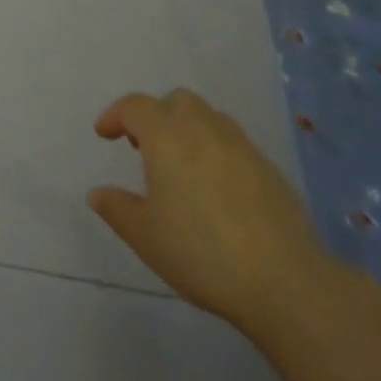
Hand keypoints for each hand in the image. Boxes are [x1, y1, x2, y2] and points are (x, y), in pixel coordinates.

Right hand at [87, 88, 328, 331]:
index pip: (134, 107)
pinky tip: (215, 188)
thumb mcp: (146, 236)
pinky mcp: (267, 166)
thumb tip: (97, 193)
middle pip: (174, 102)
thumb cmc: (202, 251)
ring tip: (179, 165)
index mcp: (166, 135)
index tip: (104, 134)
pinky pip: (231, 142)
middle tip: (143, 147)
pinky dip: (214, 150)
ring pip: (206, 117)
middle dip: (155, 116)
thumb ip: (117, 209)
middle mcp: (202, 126)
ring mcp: (239, 143)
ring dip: (186, 129)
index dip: (115, 116)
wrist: (283, 278)